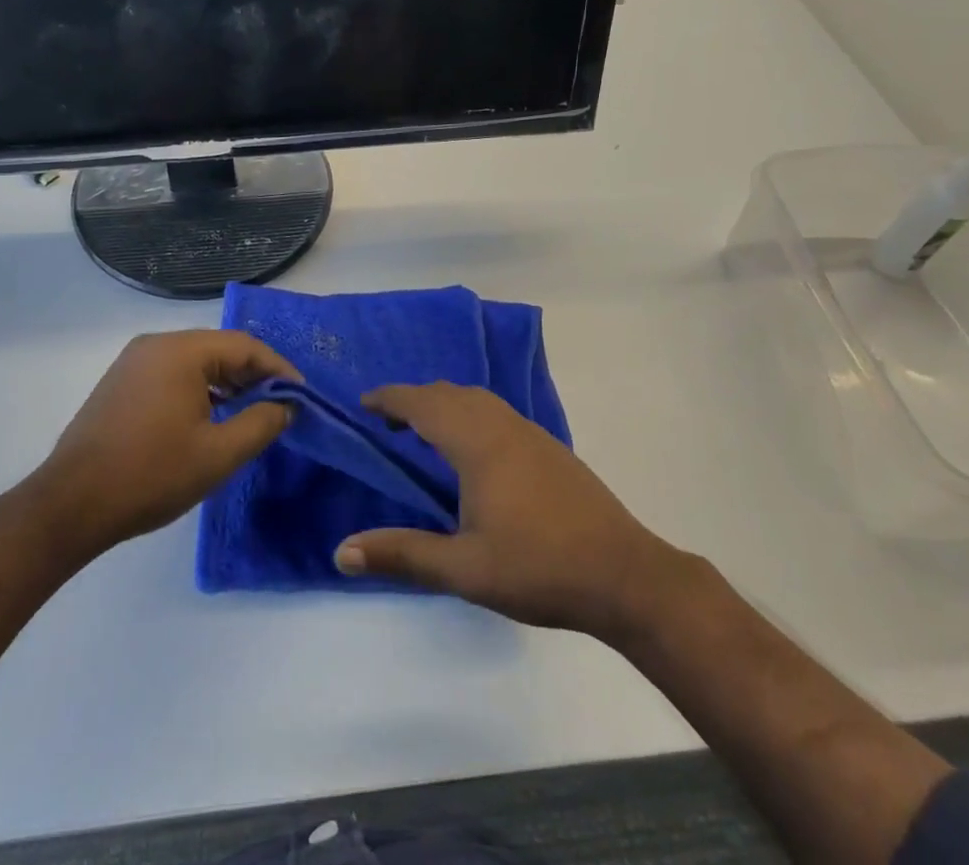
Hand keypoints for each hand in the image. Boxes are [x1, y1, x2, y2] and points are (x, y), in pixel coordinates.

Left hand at [31, 331, 300, 560]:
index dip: (278, 369)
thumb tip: (285, 405)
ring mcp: (133, 362)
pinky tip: (208, 418)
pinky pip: (171, 374)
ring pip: (195, 362)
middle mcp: (156, 344)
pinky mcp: (120, 382)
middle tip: (279, 405)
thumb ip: (260, 423)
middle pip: (219, 349)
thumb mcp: (218, 454)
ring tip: (249, 413)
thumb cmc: (150, 475)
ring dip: (226, 383)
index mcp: (181, 351)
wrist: (69, 505)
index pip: (244, 346)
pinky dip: (198, 389)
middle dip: (253, 375)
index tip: (301, 396)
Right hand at [333, 382, 677, 638]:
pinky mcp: (550, 448)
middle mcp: (503, 426)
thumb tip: (341, 552)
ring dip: (444, 404)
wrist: (626, 575)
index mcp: (478, 444)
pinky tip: (473, 451)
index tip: (363, 403)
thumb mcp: (464, 570)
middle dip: (414, 399)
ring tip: (424, 431)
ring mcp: (531, 434)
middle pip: (449, 394)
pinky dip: (470, 413)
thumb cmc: (539, 568)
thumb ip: (403, 555)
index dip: (390, 398)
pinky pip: (497, 412)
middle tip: (387, 422)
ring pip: (478, 399)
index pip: (423, 404)